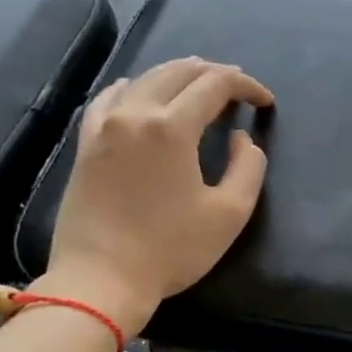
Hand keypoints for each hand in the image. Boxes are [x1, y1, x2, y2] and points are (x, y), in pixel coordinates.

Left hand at [38, 58, 274, 326]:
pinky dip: (135, 87)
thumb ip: (248, 167)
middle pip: (179, 72)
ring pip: (145, 79)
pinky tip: (141, 93)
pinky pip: (110, 98)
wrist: (101, 279)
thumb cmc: (171, 249)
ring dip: (179, 76)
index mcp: (172, 127)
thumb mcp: (230, 213)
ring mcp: (104, 126)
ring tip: (200, 88)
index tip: (265, 102)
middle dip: (215, 74)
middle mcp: (135, 113)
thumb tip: (240, 138)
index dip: (246, 85)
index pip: (215, 84)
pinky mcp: (86, 144)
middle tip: (239, 91)